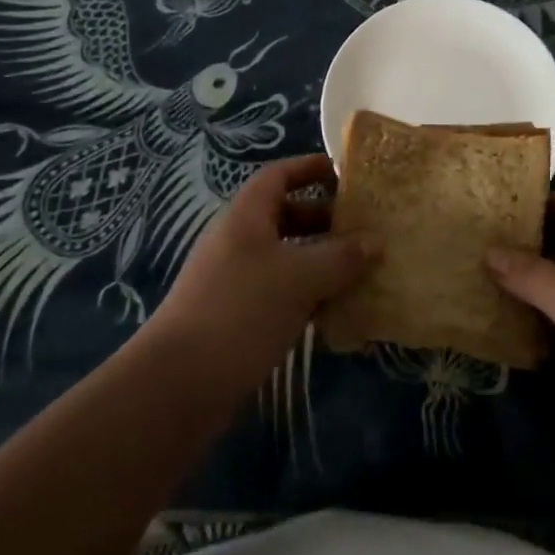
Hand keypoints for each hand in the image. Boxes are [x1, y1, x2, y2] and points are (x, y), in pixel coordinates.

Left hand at [143, 154, 379, 402]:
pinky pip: (281, 292)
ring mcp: (236, 280)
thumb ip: (341, 257)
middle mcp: (240, 240)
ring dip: (321, 261)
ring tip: (362, 269)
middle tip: (365, 228)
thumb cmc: (241, 311)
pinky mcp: (238, 317)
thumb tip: (377, 241)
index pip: (280, 175)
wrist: (178, 386)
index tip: (347, 174)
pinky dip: (308, 295)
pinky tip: (337, 312)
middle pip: (286, 215)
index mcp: (247, 215)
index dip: (311, 168)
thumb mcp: (299, 278)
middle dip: (325, 219)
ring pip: (287, 257)